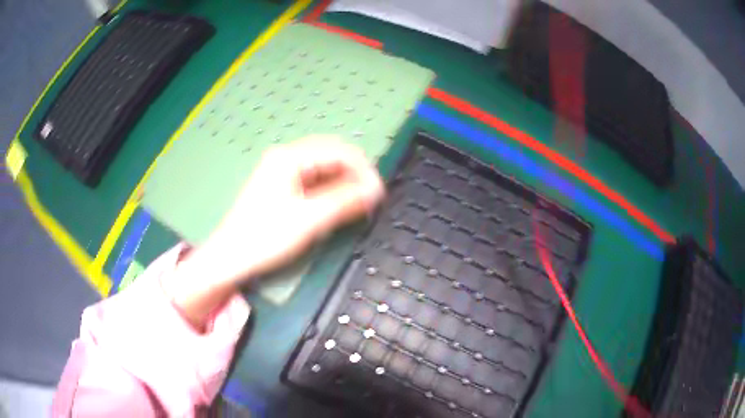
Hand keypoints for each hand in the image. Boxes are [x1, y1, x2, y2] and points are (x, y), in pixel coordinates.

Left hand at [164, 136, 384, 328]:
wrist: (231, 256)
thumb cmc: (266, 237)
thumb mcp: (309, 220)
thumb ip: (345, 201)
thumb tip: (376, 190)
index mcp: (290, 157)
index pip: (338, 151)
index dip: (363, 169)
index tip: (379, 192)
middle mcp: (286, 157)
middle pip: (331, 155)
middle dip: (355, 173)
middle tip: (371, 198)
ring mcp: (282, 170)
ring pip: (323, 167)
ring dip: (344, 181)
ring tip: (358, 203)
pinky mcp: (281, 185)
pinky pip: (313, 179)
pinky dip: (330, 188)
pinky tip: (338, 203)